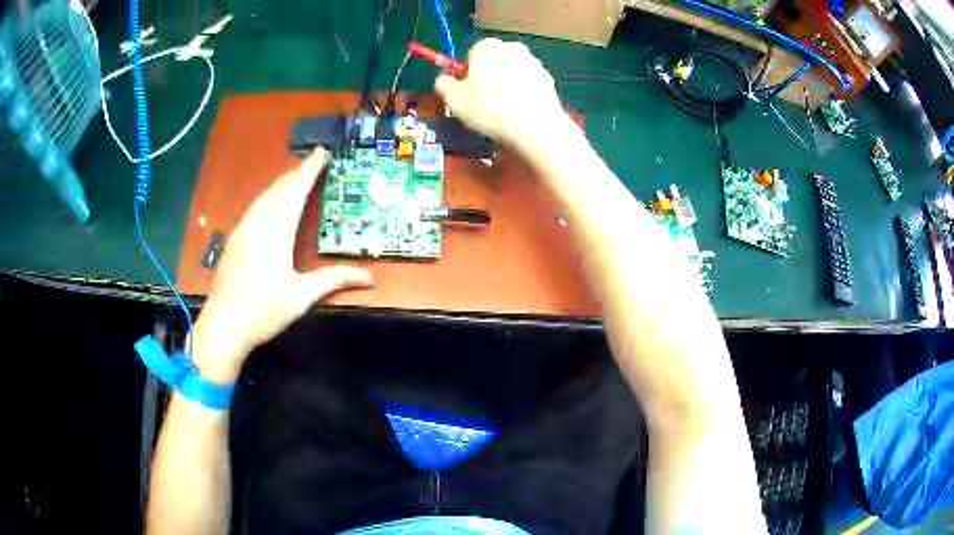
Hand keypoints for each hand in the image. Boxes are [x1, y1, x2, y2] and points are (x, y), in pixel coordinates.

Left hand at [192, 149, 372, 383]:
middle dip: (296, 172)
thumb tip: (369, 277)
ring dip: (281, 183)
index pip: (295, 191)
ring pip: (264, 197)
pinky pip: (254, 208)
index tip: (322, 151)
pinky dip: (268, 197)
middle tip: (312, 161)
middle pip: (278, 188)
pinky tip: (270, 204)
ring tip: (295, 177)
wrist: (223, 326)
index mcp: (276, 231)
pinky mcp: (234, 241)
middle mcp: (258, 223)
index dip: (309, 169)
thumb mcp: (302, 296)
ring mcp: (242, 230)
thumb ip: (333, 280)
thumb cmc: (264, 310)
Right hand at [434, 38, 565, 146]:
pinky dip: (523, 94)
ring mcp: (533, 62)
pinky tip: (520, 113)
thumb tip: (444, 79)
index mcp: (486, 46)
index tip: (466, 94)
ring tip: (503, 111)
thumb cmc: (489, 109)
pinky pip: (528, 84)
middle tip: (483, 103)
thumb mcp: (454, 100)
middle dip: (487, 77)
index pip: (470, 55)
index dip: (466, 74)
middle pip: (493, 61)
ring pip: (512, 72)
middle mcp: (511, 47)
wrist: (536, 127)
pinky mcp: (549, 79)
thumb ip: (443, 84)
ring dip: (506, 86)